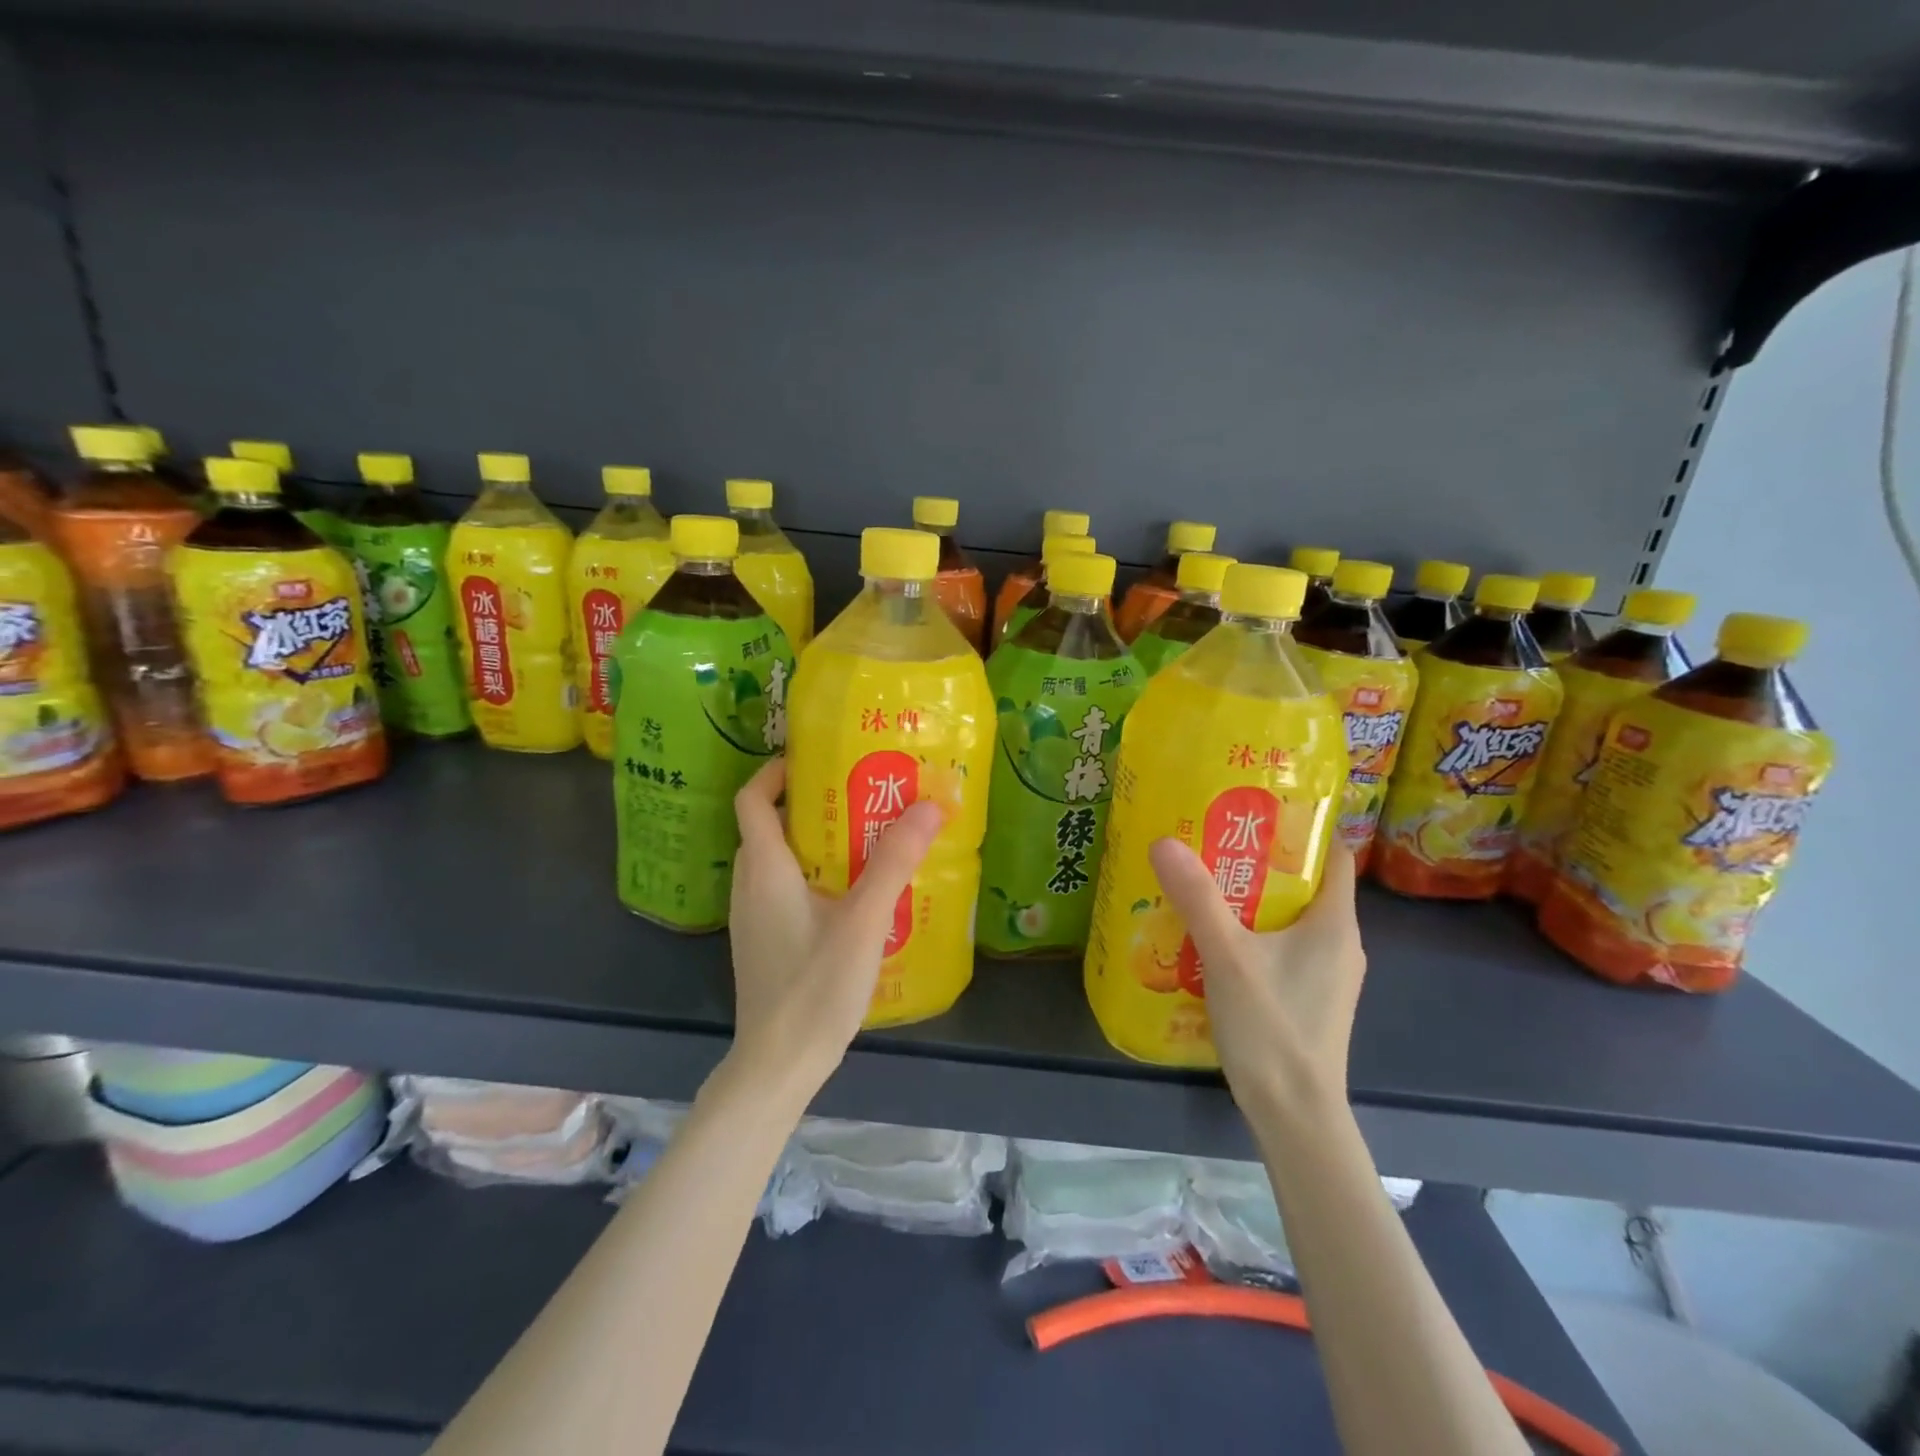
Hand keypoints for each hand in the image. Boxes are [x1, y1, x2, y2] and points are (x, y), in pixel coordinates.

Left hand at [727, 758, 944, 1098]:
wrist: (778, 1065)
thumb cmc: (815, 987)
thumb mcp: (863, 920)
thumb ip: (895, 862)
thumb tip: (931, 804)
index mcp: (765, 869)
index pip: (752, 799)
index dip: (777, 772)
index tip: (819, 761)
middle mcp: (750, 885)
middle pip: (769, 824)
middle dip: (811, 803)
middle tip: (861, 796)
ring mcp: (754, 916)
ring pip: (779, 859)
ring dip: (815, 841)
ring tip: (866, 838)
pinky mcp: (765, 940)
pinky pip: (784, 888)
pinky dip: (814, 874)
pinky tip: (855, 894)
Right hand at [1148, 836, 1365, 1121]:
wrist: (1295, 1116)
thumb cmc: (1272, 1027)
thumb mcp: (1227, 955)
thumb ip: (1197, 897)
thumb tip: (1165, 841)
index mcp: (1335, 923)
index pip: (1334, 856)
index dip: (1301, 830)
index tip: (1255, 813)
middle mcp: (1340, 944)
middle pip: (1306, 886)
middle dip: (1262, 862)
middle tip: (1212, 844)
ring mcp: (1327, 976)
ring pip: (1291, 920)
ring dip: (1253, 901)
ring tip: (1205, 886)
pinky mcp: (1309, 999)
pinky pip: (1283, 950)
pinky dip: (1254, 935)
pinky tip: (1214, 941)